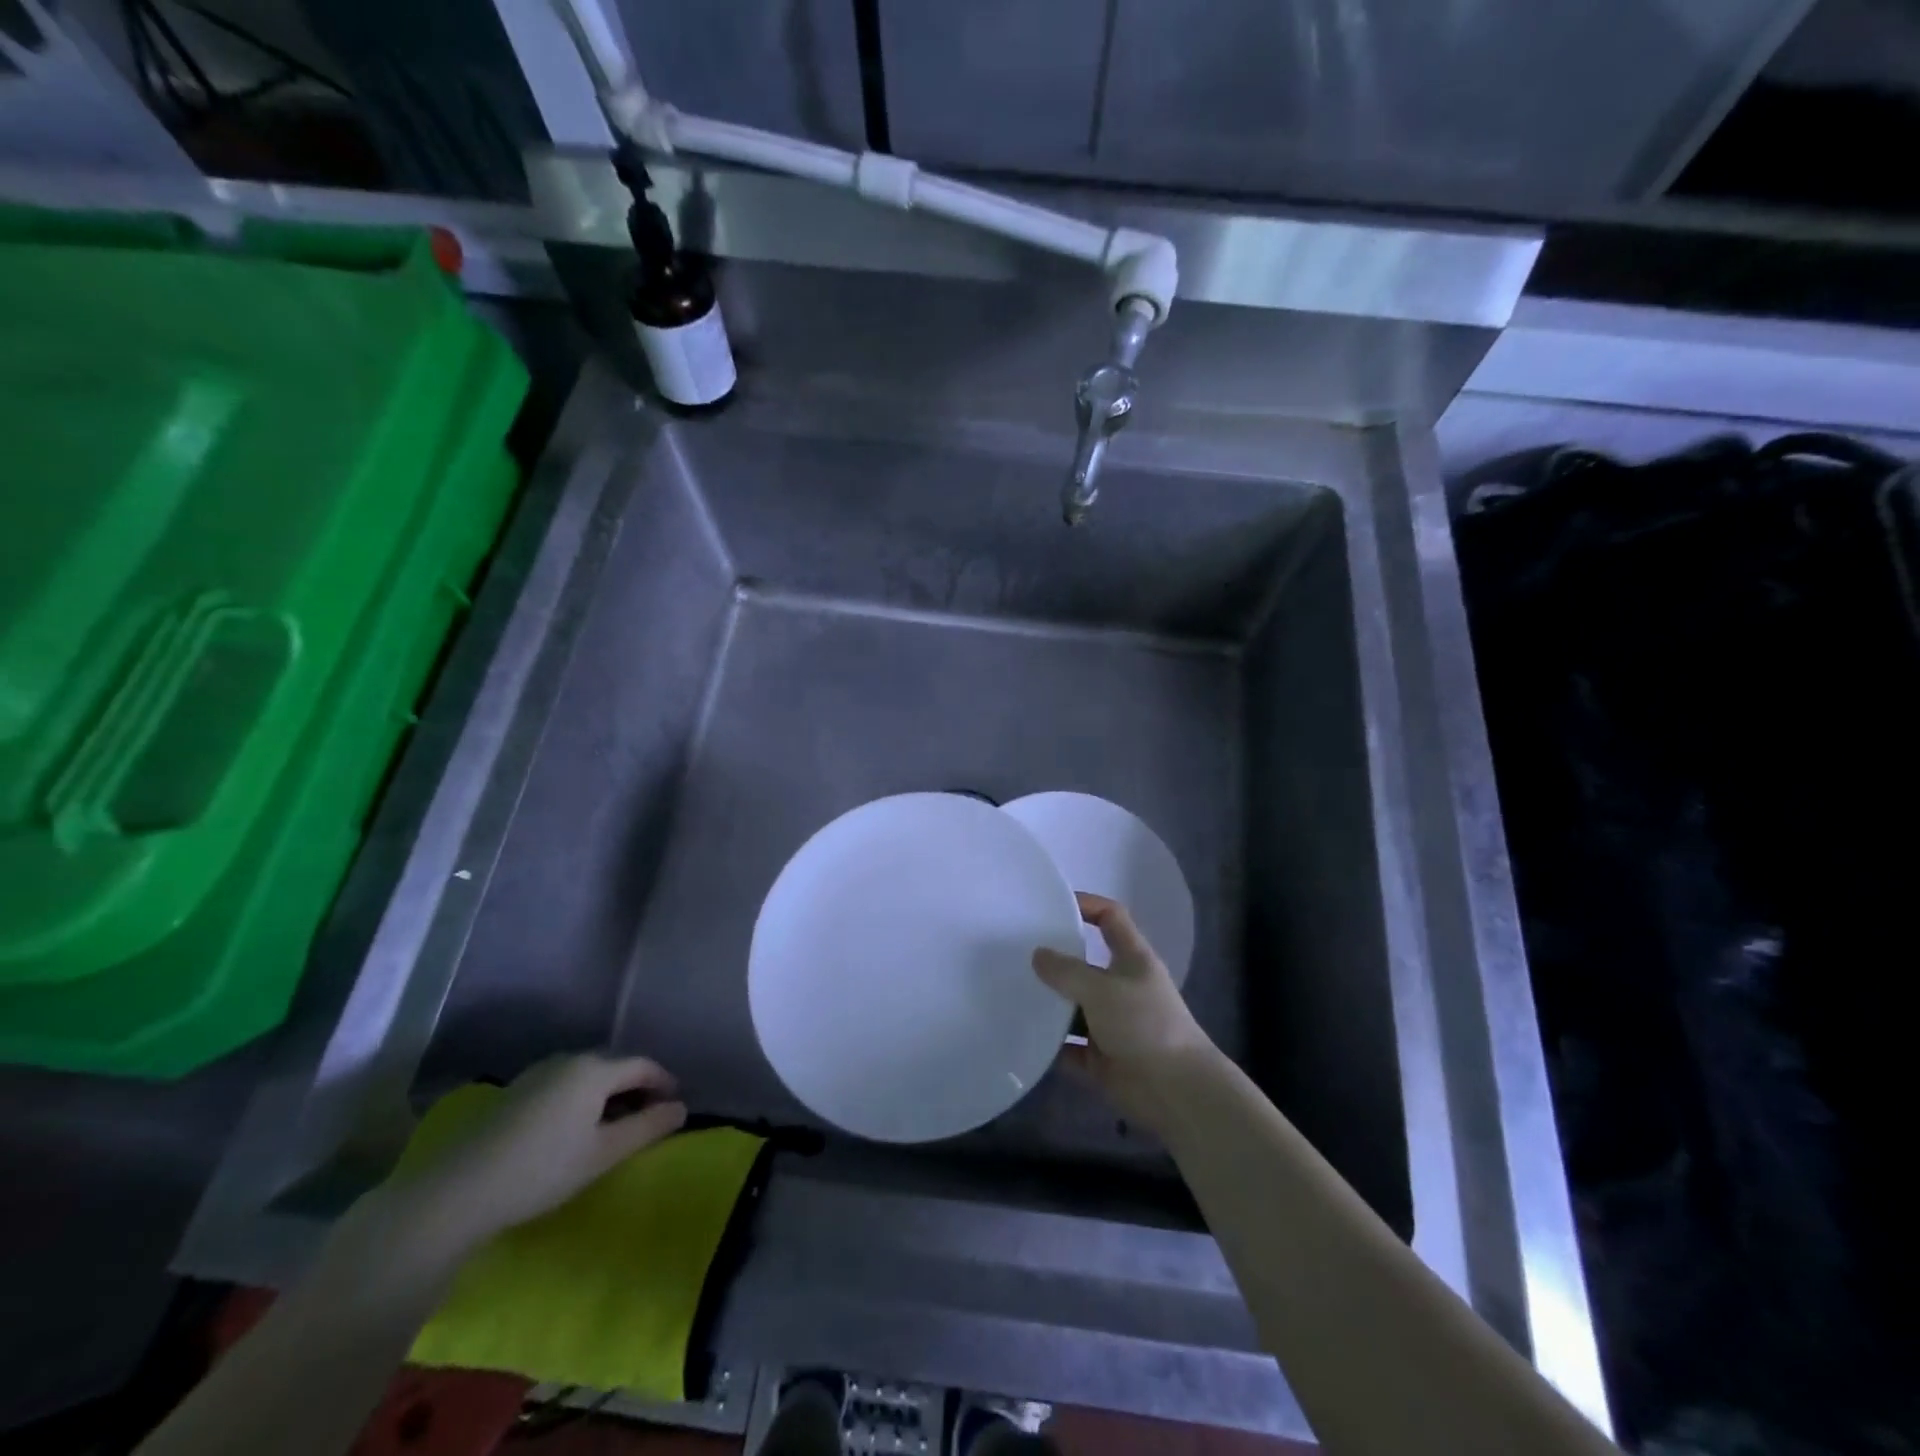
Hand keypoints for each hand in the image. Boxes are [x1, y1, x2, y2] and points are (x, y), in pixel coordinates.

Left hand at [380, 1053, 686, 1260]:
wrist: (457, 1192)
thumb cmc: (542, 1169)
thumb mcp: (604, 1154)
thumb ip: (648, 1128)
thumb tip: (682, 1108)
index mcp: (594, 1069)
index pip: (643, 1065)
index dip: (664, 1082)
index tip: (675, 1106)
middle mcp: (568, 1060)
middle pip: (615, 1066)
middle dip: (637, 1088)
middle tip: (648, 1118)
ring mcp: (538, 1074)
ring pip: (587, 1076)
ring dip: (608, 1095)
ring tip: (613, 1126)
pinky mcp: (515, 1092)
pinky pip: (564, 1085)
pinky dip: (582, 1099)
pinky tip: (575, 1129)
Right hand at [1032, 893, 1213, 1128]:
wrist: (1176, 1092)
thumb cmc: (1145, 1025)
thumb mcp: (1102, 989)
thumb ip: (1067, 971)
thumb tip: (1038, 955)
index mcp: (1132, 959)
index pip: (1110, 917)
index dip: (1086, 905)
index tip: (1052, 904)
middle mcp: (1122, 987)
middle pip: (1085, 963)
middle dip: (1056, 958)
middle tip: (1017, 951)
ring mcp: (1112, 1024)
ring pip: (1074, 1006)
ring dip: (1049, 1003)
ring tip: (1009, 991)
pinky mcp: (1102, 1058)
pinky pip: (1069, 1047)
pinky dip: (1051, 1044)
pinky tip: (1022, 1035)